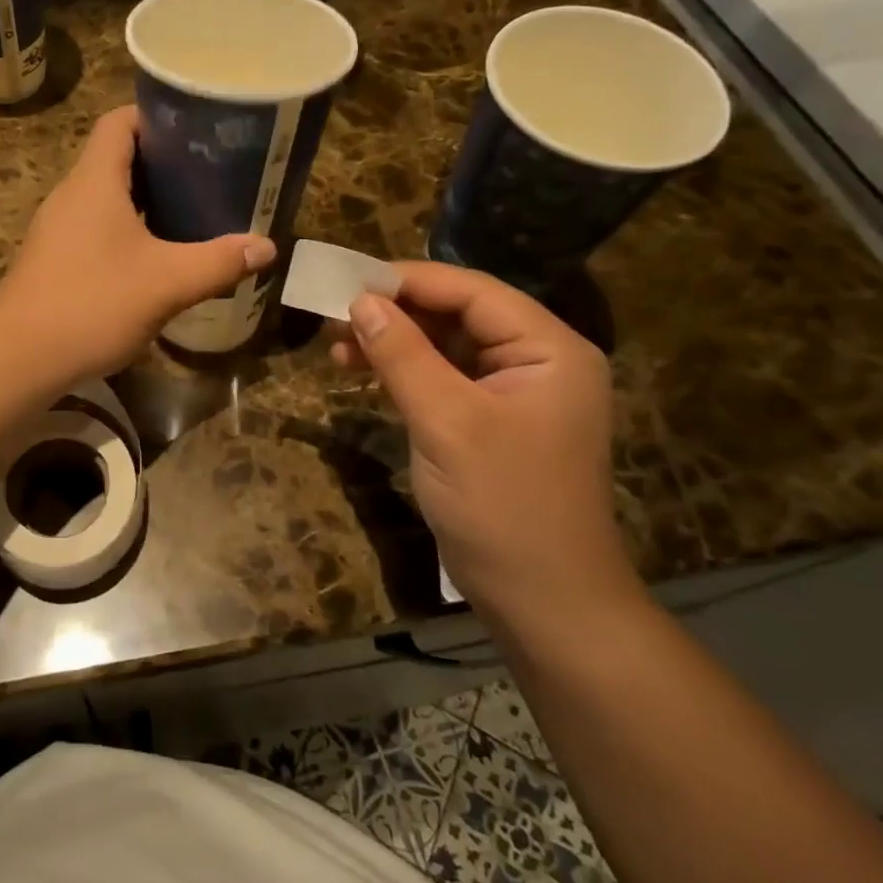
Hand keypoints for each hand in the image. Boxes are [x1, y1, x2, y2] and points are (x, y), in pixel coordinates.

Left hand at [0, 107, 275, 383]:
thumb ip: (218, 262)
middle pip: (115, 157)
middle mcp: (71, 195)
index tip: (197, 129)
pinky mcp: (53, 259)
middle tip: (208, 173)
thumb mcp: (166, 283)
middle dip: (161, 161)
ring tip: (190, 211)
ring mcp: (57, 229)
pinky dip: (127, 229)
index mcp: (94, 181)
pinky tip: (154, 256)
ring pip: (106, 197)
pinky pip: (95, 227)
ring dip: (144, 199)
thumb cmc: (91, 304)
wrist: (17, 359)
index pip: (119, 121)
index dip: (156, 116)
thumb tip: (266, 247)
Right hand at [333, 263, 636, 624]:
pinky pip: (441, 378)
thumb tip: (359, 301)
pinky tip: (361, 370)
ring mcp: (512, 392)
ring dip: (392, 342)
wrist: (543, 602)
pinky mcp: (489, 421)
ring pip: (444, 345)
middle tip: (334, 314)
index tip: (347, 282)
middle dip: (395, 312)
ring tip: (337, 344)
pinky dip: (402, 371)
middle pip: (458, 314)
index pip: (472, 291)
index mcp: (548, 349)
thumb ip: (402, 355)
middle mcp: (536, 360)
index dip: (409, 281)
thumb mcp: (446, 422)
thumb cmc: (503, 505)